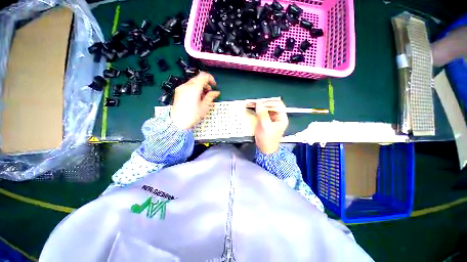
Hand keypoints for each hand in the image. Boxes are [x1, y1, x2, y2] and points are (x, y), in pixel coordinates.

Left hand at [170, 72, 219, 128]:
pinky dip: (194, 88)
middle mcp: (186, 85)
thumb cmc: (192, 115)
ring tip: (203, 96)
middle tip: (209, 92)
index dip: (211, 78)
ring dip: (200, 86)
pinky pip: (188, 85)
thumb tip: (216, 92)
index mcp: (194, 88)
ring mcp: (181, 88)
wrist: (178, 122)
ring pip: (193, 82)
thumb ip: (210, 97)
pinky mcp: (178, 91)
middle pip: (198, 78)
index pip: (203, 76)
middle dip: (205, 83)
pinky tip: (196, 97)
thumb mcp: (204, 107)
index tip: (214, 85)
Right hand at [253, 99, 288, 153]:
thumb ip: (263, 114)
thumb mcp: (265, 126)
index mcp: (281, 118)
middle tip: (254, 103)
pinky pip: (261, 113)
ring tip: (251, 105)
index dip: (269, 102)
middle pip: (271, 105)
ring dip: (258, 106)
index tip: (260, 104)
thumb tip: (259, 103)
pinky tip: (252, 109)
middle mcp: (277, 117)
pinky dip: (256, 110)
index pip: (278, 104)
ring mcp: (271, 119)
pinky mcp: (265, 121)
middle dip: (262, 104)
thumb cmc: (267, 139)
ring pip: (265, 109)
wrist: (264, 149)